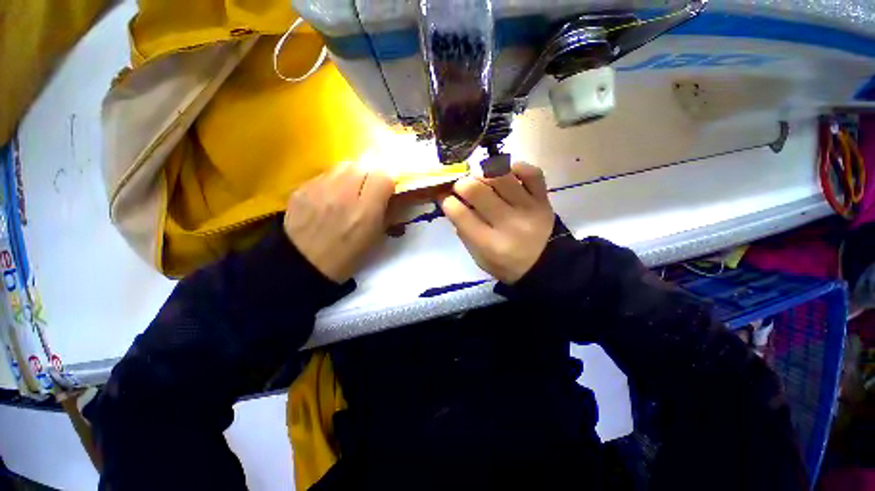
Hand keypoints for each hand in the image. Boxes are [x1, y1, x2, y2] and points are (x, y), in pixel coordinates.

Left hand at [284, 162, 394, 282]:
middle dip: (371, 175)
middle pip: (363, 166)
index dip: (388, 182)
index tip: (386, 192)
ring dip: (352, 175)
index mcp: (365, 212)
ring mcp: (319, 189)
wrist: (302, 265)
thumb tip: (395, 198)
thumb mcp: (375, 239)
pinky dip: (333, 181)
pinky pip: (325, 174)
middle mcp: (342, 194)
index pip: (384, 177)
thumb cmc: (346, 257)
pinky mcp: (301, 188)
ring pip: (343, 166)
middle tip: (368, 190)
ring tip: (350, 190)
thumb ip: (388, 214)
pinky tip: (330, 196)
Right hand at [440, 163, 553, 283]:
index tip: (444, 197)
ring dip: (483, 173)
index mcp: (490, 244)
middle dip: (461, 184)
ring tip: (480, 179)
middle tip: (460, 187)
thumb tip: (452, 203)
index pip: (460, 213)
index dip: (447, 201)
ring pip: (500, 176)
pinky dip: (515, 167)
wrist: (545, 266)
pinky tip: (506, 174)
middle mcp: (508, 224)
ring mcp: (529, 209)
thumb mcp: (478, 257)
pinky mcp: (544, 199)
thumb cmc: (506, 265)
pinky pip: (531, 172)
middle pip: (477, 191)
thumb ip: (464, 231)